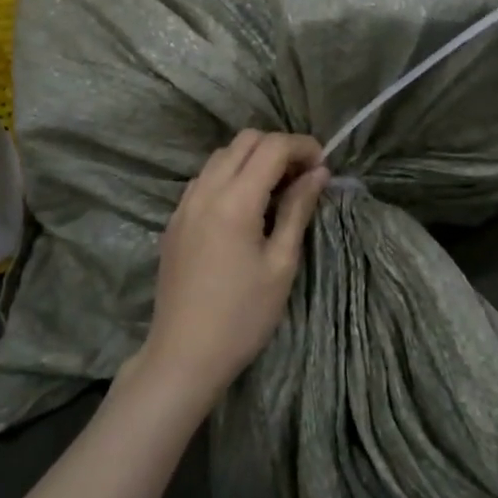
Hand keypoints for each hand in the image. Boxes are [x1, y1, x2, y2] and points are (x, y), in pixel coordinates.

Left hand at [139, 130, 329, 406]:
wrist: (184, 356)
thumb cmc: (243, 316)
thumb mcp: (281, 263)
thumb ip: (298, 210)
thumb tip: (318, 173)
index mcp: (234, 201)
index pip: (272, 147)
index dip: (302, 147)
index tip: (323, 166)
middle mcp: (205, 191)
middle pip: (245, 141)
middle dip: (278, 147)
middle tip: (302, 176)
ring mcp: (184, 205)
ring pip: (221, 156)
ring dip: (253, 159)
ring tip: (276, 190)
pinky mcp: (174, 221)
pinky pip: (205, 178)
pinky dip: (230, 175)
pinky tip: (245, 206)